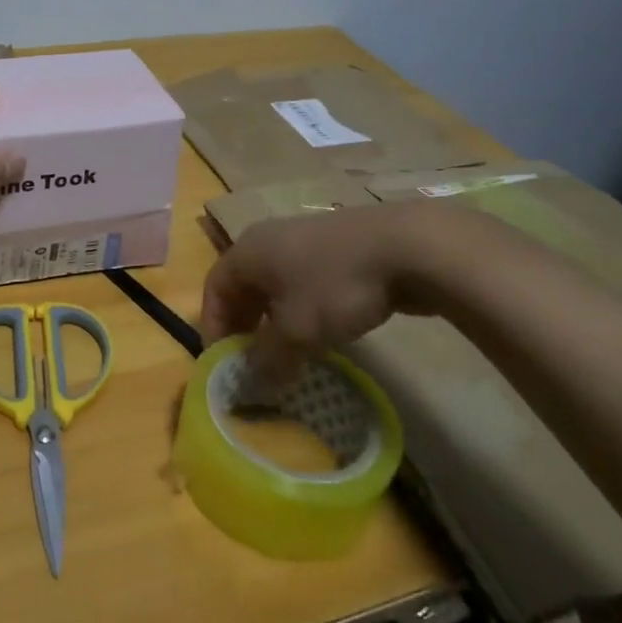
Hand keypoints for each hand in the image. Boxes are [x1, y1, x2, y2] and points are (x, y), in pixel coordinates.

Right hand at [200, 205, 445, 371]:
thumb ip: (268, 358)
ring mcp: (305, 240)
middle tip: (253, 361)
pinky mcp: (337, 248)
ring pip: (276, 285)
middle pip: (243, 285)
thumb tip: (254, 383)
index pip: (214, 289)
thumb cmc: (335, 285)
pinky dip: (302, 309)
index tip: (224, 363)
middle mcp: (269, 239)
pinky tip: (323, 332)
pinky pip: (305, 282)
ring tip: (288, 352)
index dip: (214, 327)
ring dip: (274, 320)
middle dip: (244, 325)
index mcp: (248, 251)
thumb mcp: (296, 330)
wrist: (408, 246)